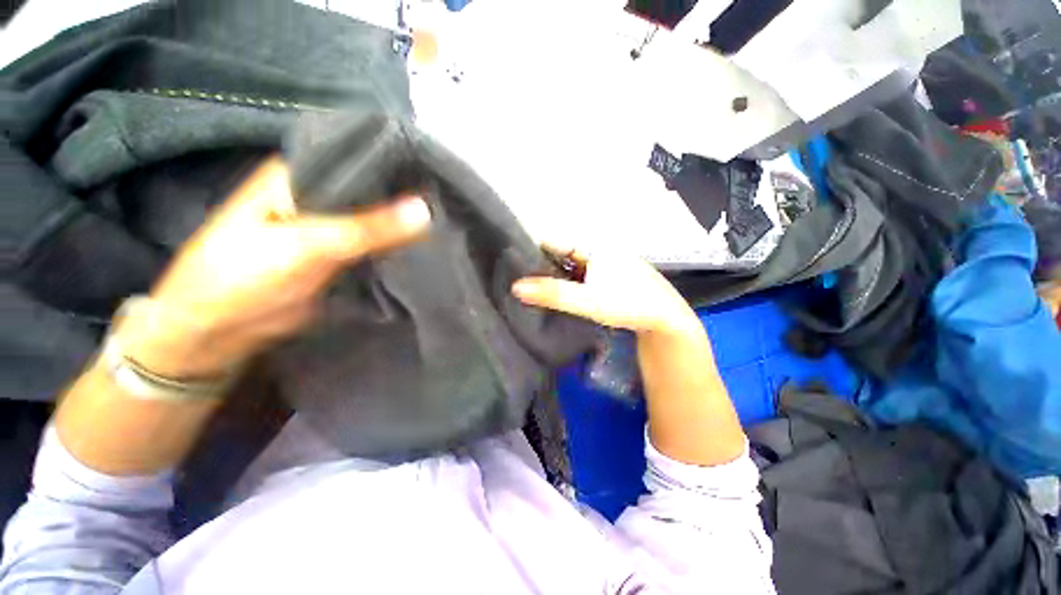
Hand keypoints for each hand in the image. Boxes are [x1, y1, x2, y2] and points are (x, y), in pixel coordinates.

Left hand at [118, 158, 431, 378]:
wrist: (220, 330)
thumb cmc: (246, 276)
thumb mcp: (310, 246)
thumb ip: (369, 228)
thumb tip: (426, 209)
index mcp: (300, 175)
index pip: (359, 160)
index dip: (398, 167)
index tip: (439, 174)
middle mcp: (316, 196)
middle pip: (371, 192)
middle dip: (406, 199)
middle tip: (449, 203)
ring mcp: (330, 228)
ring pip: (376, 220)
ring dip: (404, 225)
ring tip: (447, 221)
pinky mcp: (340, 255)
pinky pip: (375, 246)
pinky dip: (396, 247)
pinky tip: (426, 245)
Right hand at [512, 248, 698, 335]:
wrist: (665, 319)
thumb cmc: (628, 304)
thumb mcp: (587, 300)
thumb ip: (552, 294)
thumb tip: (515, 287)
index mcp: (593, 246)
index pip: (554, 240)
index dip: (531, 249)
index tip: (509, 261)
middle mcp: (597, 249)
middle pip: (561, 253)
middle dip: (540, 264)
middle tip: (516, 278)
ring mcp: (604, 263)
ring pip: (570, 265)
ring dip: (553, 275)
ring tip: (530, 286)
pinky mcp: (607, 277)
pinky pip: (580, 275)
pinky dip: (567, 282)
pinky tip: (556, 293)